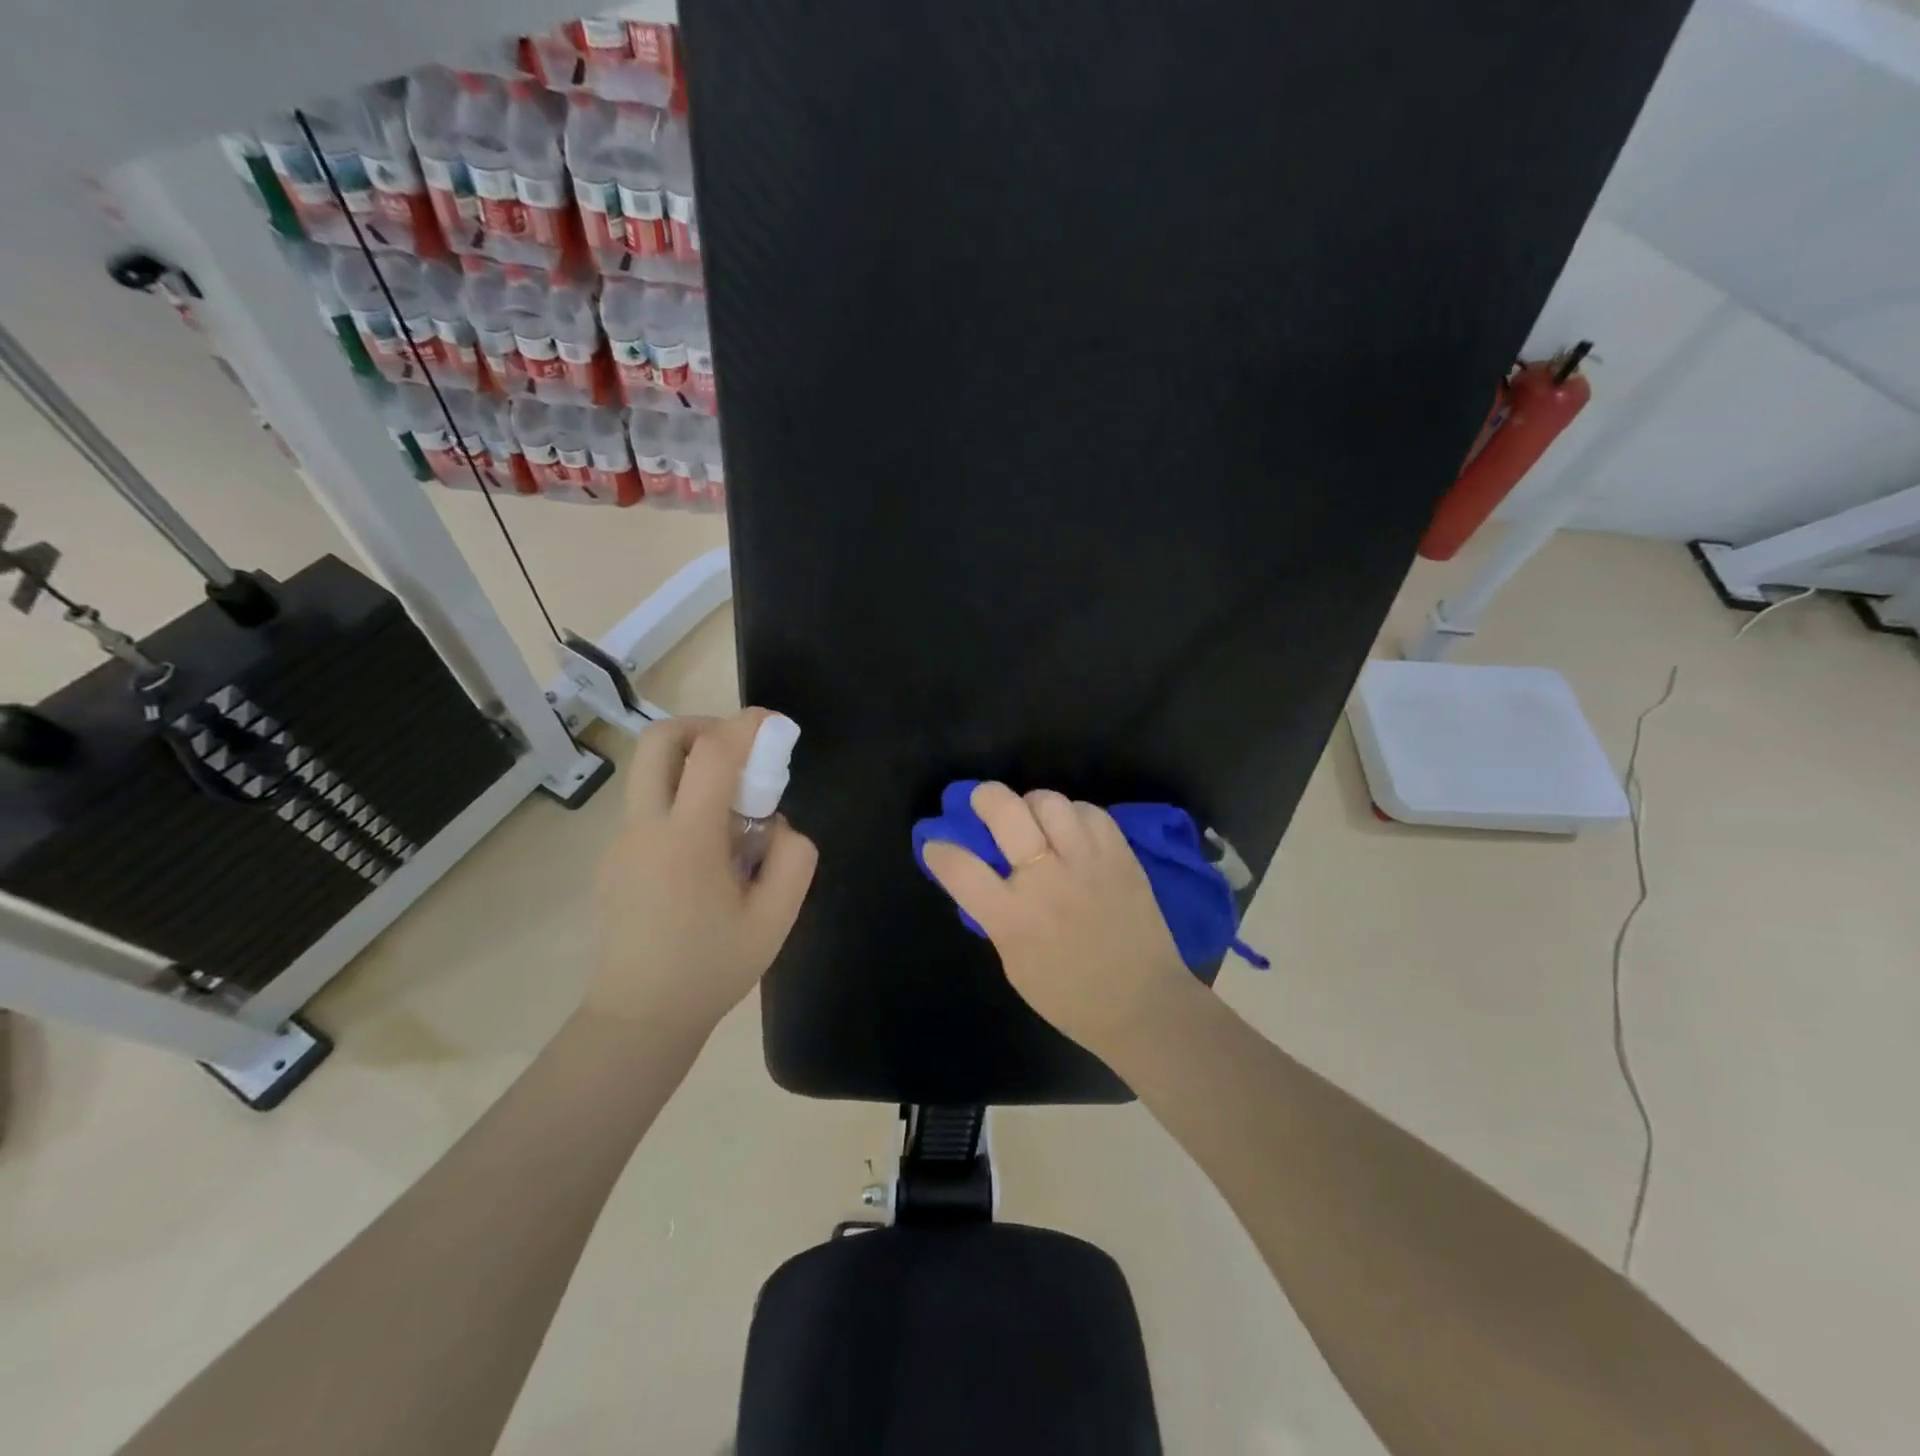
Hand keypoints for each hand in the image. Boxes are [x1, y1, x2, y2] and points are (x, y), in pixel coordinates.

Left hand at [587, 709, 817, 1038]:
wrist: (639, 1017)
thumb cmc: (712, 968)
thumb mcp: (777, 918)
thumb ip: (794, 857)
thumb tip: (775, 824)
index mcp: (687, 840)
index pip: (713, 753)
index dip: (748, 725)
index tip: (776, 726)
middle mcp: (644, 827)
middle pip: (659, 740)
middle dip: (704, 726)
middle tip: (740, 752)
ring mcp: (620, 841)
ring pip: (649, 771)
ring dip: (691, 764)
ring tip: (729, 810)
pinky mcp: (613, 858)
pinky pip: (648, 805)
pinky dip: (680, 799)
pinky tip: (705, 852)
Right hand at [922, 782, 1191, 1058]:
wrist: (1142, 1005)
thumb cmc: (1069, 997)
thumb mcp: (1014, 964)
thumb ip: (995, 917)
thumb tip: (977, 879)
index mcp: (1014, 917)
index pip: (960, 867)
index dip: (939, 850)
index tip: (936, 845)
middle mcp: (1046, 880)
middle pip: (1005, 811)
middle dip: (984, 797)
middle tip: (982, 803)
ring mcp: (1087, 862)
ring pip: (1049, 801)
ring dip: (1032, 804)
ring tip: (1033, 818)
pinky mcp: (1120, 855)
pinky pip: (1090, 812)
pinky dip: (1073, 814)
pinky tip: (1070, 830)